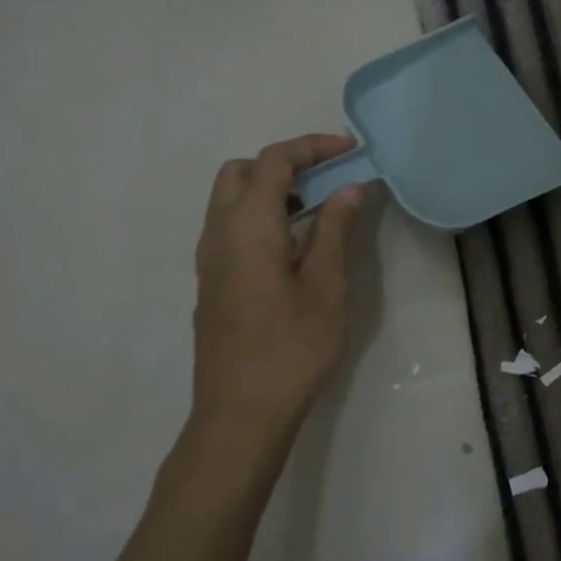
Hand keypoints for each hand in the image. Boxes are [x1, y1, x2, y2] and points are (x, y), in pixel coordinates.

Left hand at [182, 134, 365, 480]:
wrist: (240, 414)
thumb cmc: (291, 348)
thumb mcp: (326, 287)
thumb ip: (334, 230)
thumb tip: (348, 189)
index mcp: (248, 226)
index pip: (274, 161)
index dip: (312, 147)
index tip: (350, 151)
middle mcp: (219, 233)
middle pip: (241, 172)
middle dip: (285, 163)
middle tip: (328, 177)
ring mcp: (209, 260)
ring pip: (230, 200)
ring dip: (271, 190)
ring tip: (318, 209)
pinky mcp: (212, 284)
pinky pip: (230, 228)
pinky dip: (260, 216)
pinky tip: (294, 247)